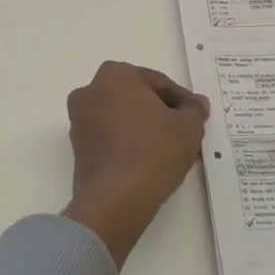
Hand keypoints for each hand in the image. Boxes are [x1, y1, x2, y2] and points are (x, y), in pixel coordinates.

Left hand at [63, 61, 209, 266]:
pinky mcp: (78, 148)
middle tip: (185, 133)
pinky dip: (129, 144)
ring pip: (123, 119)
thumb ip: (194, 110)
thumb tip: (196, 104)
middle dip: (161, 113)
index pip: (158, 83)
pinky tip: (150, 162)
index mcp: (115, 74)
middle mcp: (90, 91)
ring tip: (170, 150)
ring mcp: (80, 120)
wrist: (115, 199)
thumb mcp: (188, 127)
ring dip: (145, 129)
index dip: (182, 101)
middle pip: (137, 98)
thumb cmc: (153, 151)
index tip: (196, 117)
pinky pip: (111, 138)